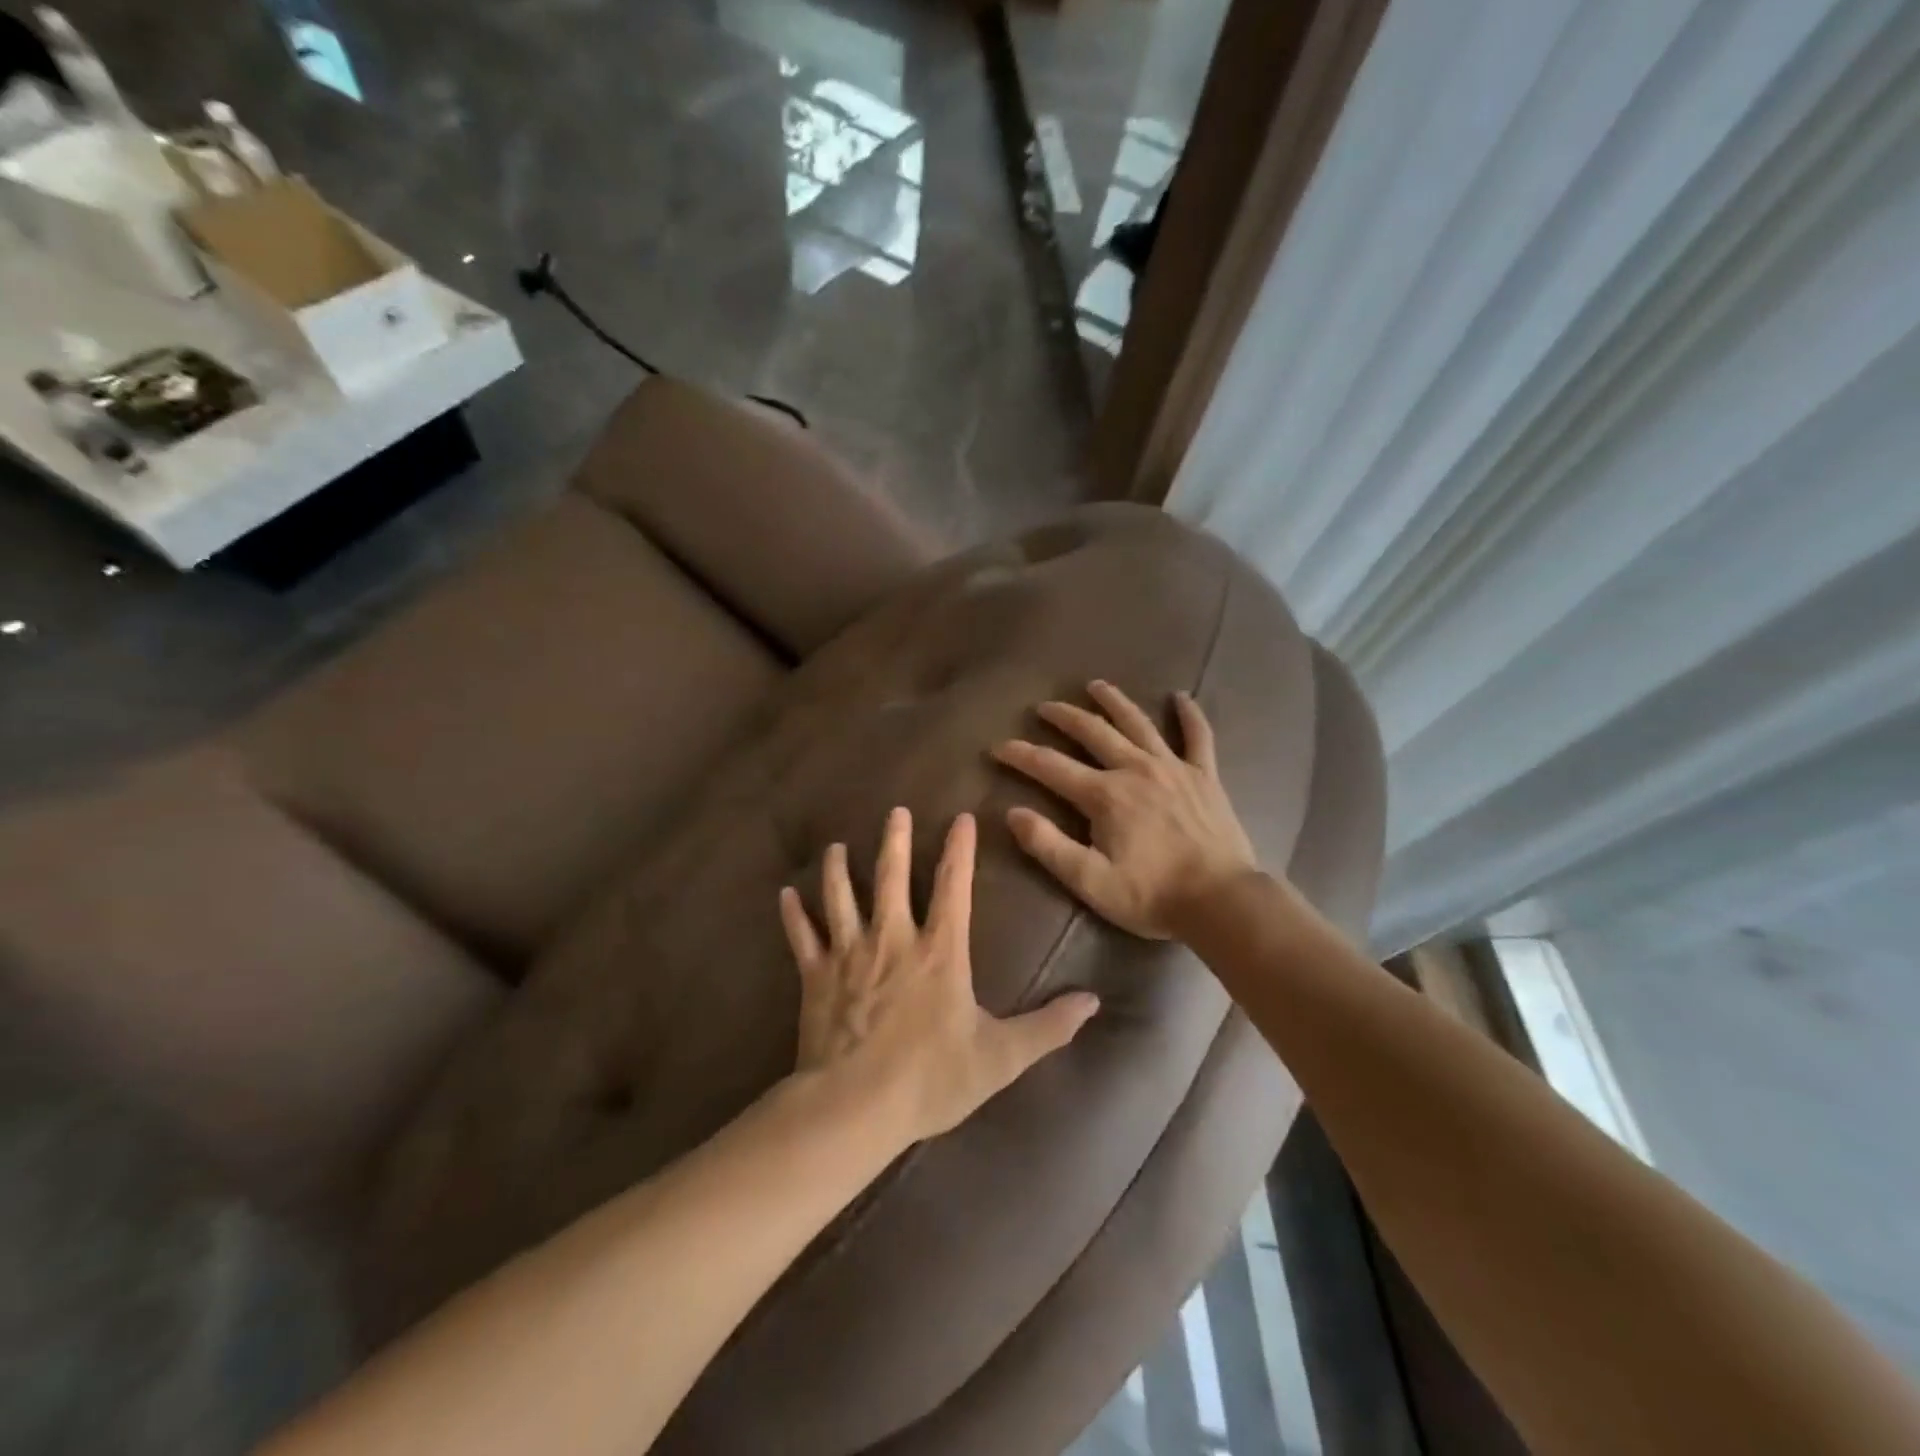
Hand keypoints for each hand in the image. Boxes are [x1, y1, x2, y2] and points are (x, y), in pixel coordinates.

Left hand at [779, 808, 1100, 1145]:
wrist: (855, 1106)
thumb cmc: (930, 1079)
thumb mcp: (1001, 1057)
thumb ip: (1048, 1027)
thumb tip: (1093, 1001)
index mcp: (940, 951)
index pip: (955, 887)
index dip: (959, 850)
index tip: (961, 818)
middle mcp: (893, 939)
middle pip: (892, 877)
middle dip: (895, 841)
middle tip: (895, 810)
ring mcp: (849, 954)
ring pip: (842, 897)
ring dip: (839, 869)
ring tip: (837, 846)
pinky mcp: (815, 976)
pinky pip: (802, 937)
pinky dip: (794, 914)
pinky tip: (786, 894)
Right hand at [991, 680, 1257, 938]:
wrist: (1222, 901)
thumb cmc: (1151, 895)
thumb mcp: (1090, 881)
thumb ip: (1048, 845)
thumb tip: (1012, 813)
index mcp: (1104, 795)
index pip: (1051, 766)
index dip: (1021, 755)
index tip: (998, 747)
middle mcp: (1135, 769)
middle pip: (1093, 732)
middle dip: (1064, 717)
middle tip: (1044, 707)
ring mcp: (1173, 768)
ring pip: (1138, 723)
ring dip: (1114, 702)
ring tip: (1096, 685)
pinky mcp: (1204, 776)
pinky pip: (1198, 737)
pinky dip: (1190, 715)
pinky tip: (1182, 697)